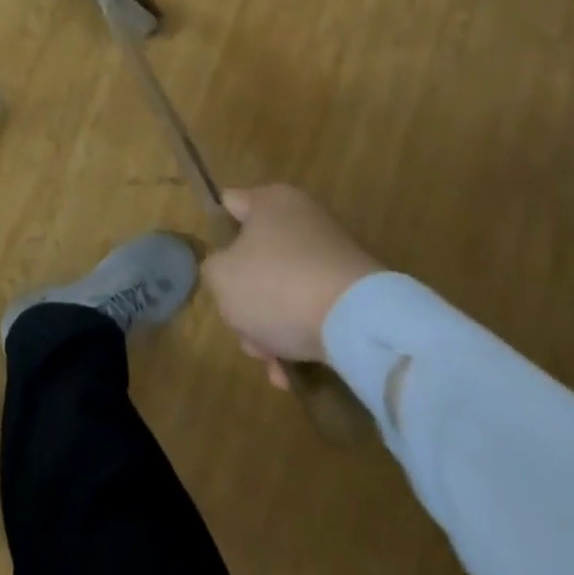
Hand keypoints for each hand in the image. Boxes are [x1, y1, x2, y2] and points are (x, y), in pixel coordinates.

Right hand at [203, 184, 380, 380]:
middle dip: (246, 300)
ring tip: (271, 364)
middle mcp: (303, 220)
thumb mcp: (221, 277)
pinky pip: (314, 311)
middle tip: (243, 331)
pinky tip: (293, 373)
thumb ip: (213, 270)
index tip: (215, 268)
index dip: (217, 234)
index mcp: (270, 201)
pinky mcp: (355, 293)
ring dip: (271, 328)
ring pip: (284, 291)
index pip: (230, 205)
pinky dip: (301, 337)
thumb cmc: (277, 285)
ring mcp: (332, 257)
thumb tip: (229, 273)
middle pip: (257, 258)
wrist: (359, 324)